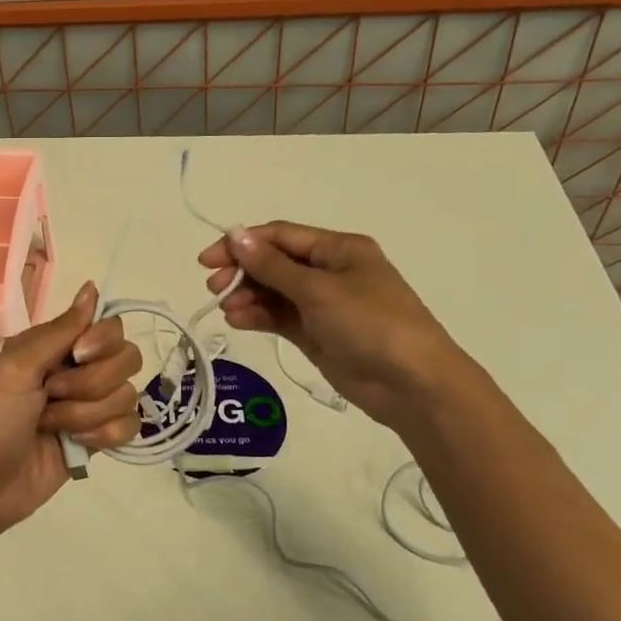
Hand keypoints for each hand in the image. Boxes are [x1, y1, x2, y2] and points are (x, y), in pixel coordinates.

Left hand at [0, 282, 140, 539]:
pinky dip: (103, 436)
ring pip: (127, 395)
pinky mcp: (97, 440)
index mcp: (55, 346)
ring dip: (87, 414)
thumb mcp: (16, 367)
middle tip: (53, 396)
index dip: (102, 342)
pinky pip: (129, 426)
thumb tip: (92, 287)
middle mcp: (77, 370)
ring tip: (52, 427)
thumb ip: (60, 330)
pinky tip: (75, 445)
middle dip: (92, 383)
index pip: (110, 327)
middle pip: (126, 359)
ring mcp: (89, 406)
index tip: (79, 356)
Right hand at [198, 222, 465, 428]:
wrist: (412, 385)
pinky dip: (258, 317)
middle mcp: (330, 272)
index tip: (208, 260)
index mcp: (339, 249)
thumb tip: (235, 235)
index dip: (242, 243)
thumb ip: (272, 266)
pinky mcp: (316, 334)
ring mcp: (323, 305)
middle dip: (242, 272)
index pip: (280, 237)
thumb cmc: (370, 324)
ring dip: (247, 296)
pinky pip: (279, 317)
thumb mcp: (318, 290)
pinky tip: (238, 321)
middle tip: (213, 288)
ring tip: (228, 309)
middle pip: (274, 263)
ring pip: (274, 292)